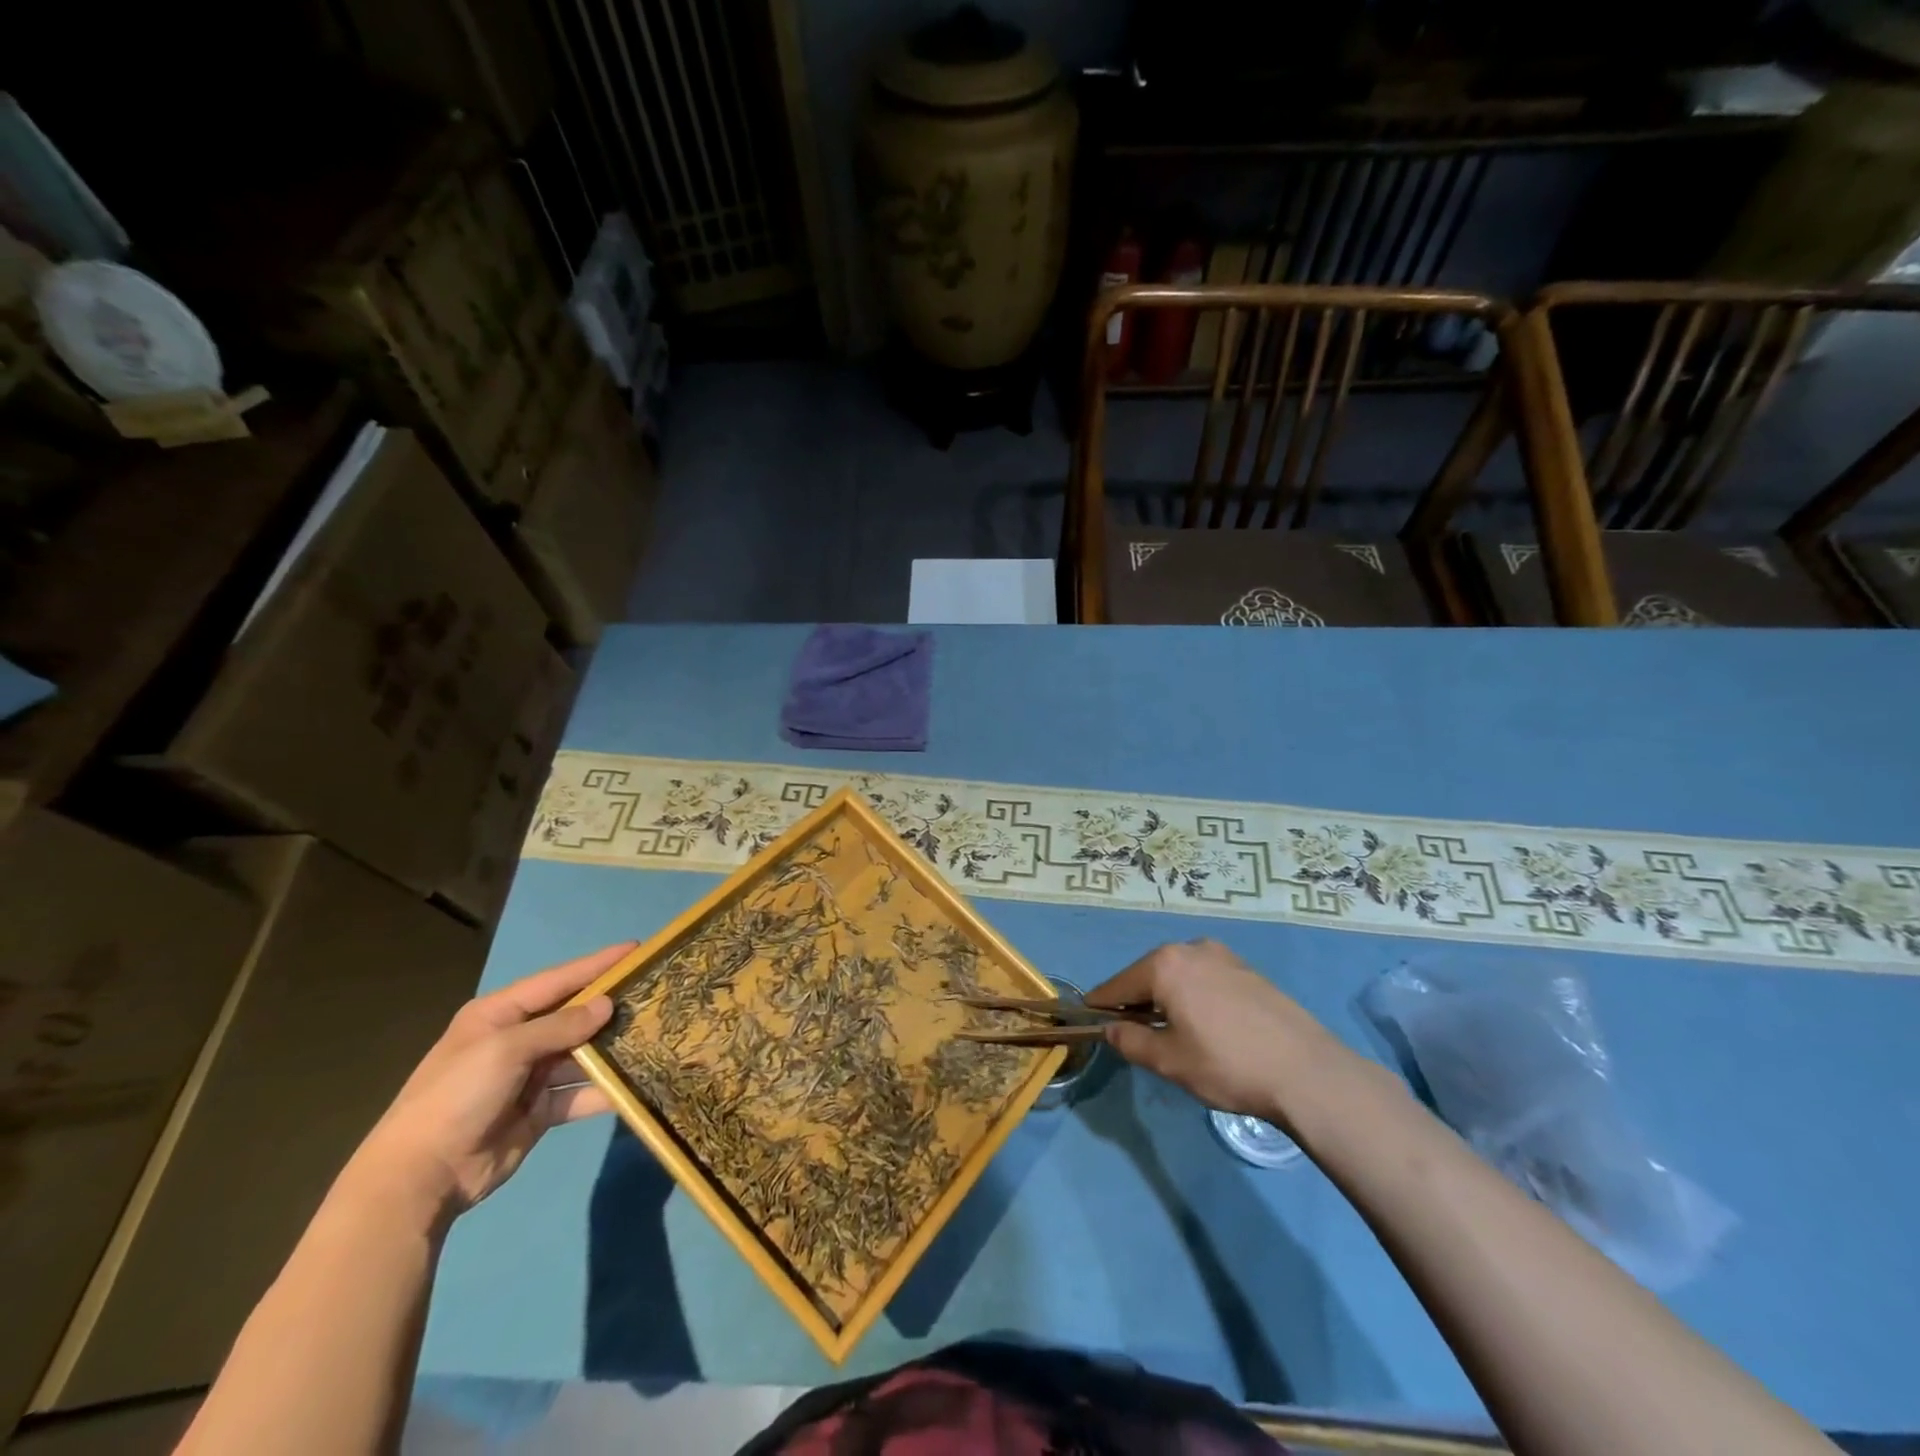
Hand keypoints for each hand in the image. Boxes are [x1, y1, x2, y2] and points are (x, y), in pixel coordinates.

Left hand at [347, 943, 633, 1221]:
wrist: (420, 1179)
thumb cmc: (457, 1097)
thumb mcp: (505, 1050)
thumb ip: (560, 1026)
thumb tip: (607, 1006)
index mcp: (499, 1015)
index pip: (558, 980)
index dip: (597, 964)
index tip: (636, 949)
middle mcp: (516, 1040)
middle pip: (574, 1016)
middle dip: (611, 1006)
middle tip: (656, 993)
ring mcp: (529, 1077)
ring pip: (582, 1054)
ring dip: (613, 1048)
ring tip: (655, 1035)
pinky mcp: (540, 1110)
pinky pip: (580, 1093)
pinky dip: (605, 1090)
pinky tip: (637, 1083)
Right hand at [1086, 939, 1344, 1123]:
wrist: (1306, 1071)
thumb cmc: (1227, 1065)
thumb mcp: (1169, 1061)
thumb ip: (1130, 1041)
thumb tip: (1110, 1029)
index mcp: (1165, 965)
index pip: (1118, 985)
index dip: (1101, 1005)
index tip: (1089, 1020)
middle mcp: (1190, 949)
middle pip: (1147, 974)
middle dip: (1135, 1001)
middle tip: (1132, 1033)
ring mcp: (1222, 956)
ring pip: (1177, 975)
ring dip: (1166, 998)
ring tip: (1171, 1032)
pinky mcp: (1247, 970)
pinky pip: (1204, 978)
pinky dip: (1192, 995)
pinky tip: (1205, 1025)